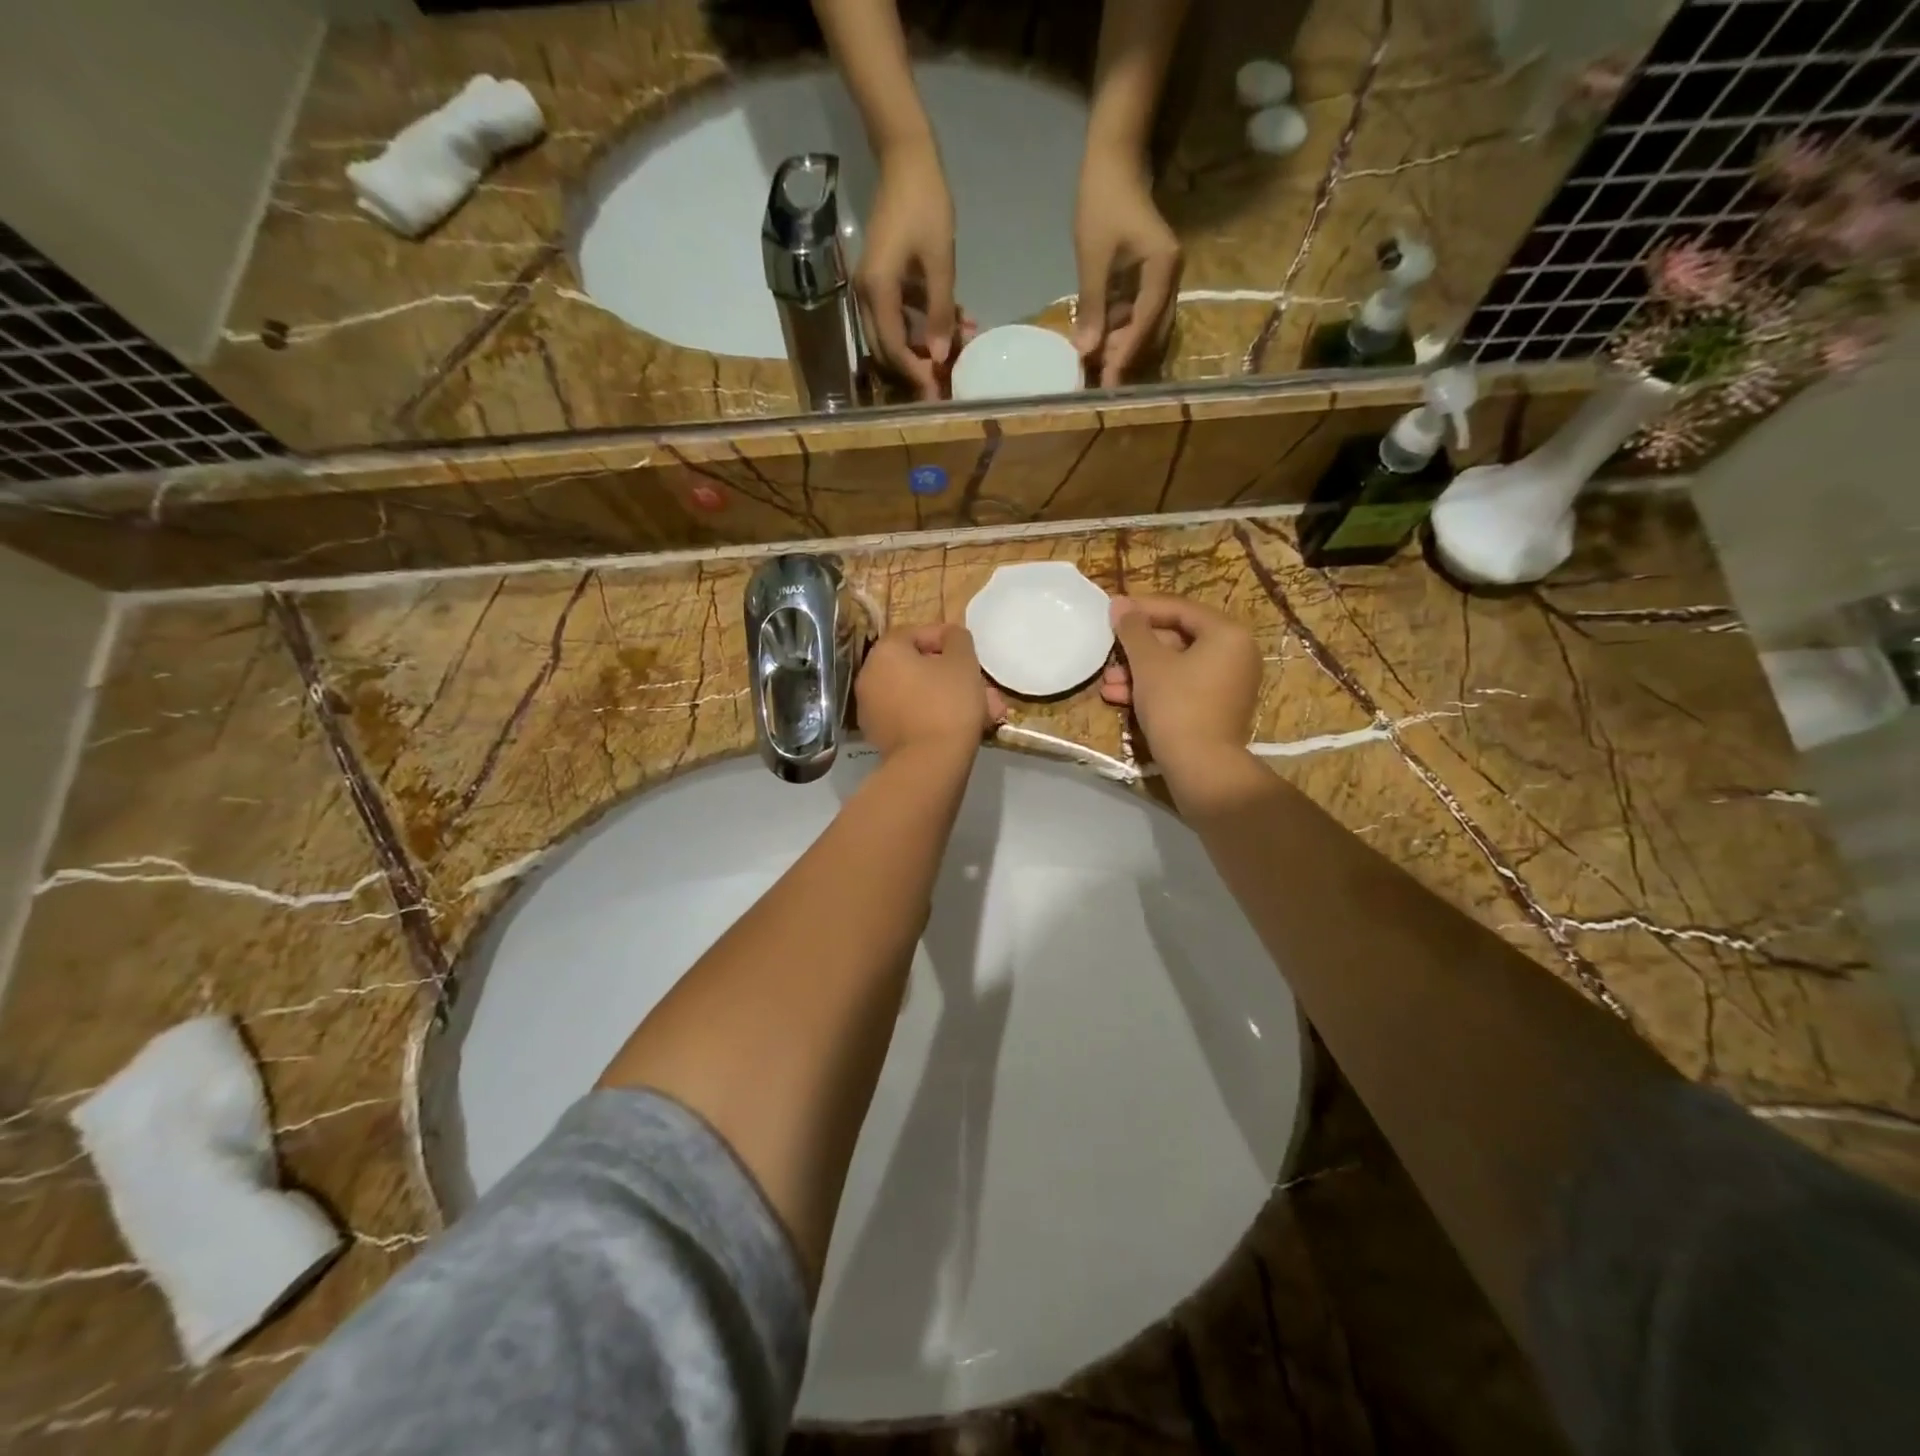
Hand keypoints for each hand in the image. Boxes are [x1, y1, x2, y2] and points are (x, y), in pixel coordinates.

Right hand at [857, 137, 959, 400]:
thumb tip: (941, 356)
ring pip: (893, 334)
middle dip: (916, 368)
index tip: (938, 389)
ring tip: (961, 344)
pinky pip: (898, 314)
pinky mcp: (880, 280)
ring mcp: (871, 288)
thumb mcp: (941, 262)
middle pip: (887, 349)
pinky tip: (955, 320)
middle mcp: (866, 295)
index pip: (893, 348)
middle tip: (946, 381)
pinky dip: (922, 323)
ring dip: (923, 345)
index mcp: (878, 291)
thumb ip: (940, 312)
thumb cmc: (925, 205)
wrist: (906, 160)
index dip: (915, 373)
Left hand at [857, 624, 1005, 759]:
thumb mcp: (963, 661)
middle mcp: (869, 676)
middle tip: (977, 684)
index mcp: (885, 652)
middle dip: (950, 673)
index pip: (914, 633)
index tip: (968, 652)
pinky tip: (959, 726)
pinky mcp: (879, 736)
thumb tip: (950, 636)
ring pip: (916, 693)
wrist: (929, 763)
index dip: (945, 638)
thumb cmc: (948, 703)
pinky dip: (931, 715)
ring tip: (979, 708)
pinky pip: (910, 715)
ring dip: (945, 695)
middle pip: (915, 666)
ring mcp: (870, 708)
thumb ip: (957, 638)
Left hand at [1073, 139, 1180, 387]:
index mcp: (1163, 268)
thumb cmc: (1102, 202)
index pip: (1145, 322)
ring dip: (1123, 346)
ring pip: (1146, 325)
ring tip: (1096, 366)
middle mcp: (1171, 277)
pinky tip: (1101, 342)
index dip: (1125, 354)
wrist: (1113, 160)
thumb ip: (1092, 306)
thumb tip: (1086, 352)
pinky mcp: (1150, 278)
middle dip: (1126, 356)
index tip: (1108, 382)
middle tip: (1099, 380)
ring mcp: (1163, 278)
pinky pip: (1139, 313)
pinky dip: (1121, 330)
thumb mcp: (1092, 257)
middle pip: (1151, 330)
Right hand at [1101, 596, 1258, 771]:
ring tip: (1109, 683)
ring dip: (1139, 672)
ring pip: (1176, 666)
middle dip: (1137, 649)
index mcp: (1227, 634)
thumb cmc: (1176, 705)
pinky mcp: (1217, 707)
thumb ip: (1133, 629)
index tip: (1112, 612)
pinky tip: (1121, 698)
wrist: (1201, 767)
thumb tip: (1119, 603)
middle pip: (1178, 638)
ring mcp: (1229, 683)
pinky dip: (1155, 688)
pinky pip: (1183, 686)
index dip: (1143, 609)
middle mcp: (1236, 653)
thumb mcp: (1148, 663)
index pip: (1180, 609)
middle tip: (1108, 653)